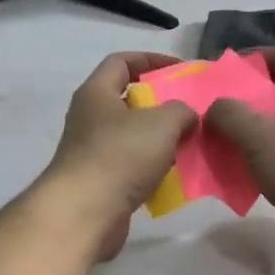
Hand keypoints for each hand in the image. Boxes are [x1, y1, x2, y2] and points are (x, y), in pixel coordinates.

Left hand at [40, 52, 196, 261]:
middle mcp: (89, 119)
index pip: (121, 61)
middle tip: (190, 112)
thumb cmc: (120, 156)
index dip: (151, 60)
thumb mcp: (161, 123)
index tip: (181, 71)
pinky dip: (152, 169)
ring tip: (188, 144)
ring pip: (132, 137)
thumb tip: (186, 115)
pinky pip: (132, 167)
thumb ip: (181, 110)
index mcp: (96, 93)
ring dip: (159, 140)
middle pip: (128, 101)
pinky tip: (173, 176)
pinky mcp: (100, 183)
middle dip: (160, 105)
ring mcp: (92, 153)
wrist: (85, 213)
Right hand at [206, 49, 274, 264]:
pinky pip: (274, 158)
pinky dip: (252, 160)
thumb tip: (214, 108)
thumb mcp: (259, 134)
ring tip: (213, 140)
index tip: (221, 71)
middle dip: (241, 99)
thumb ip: (229, 114)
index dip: (252, 58)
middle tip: (209, 109)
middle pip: (274, 94)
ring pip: (272, 129)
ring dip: (243, 133)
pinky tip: (231, 170)